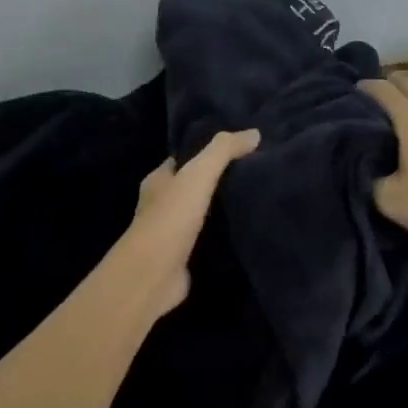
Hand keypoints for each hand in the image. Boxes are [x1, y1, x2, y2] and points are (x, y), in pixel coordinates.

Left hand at [115, 129, 259, 314]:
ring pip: (199, 214)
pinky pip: (204, 240)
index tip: (236, 149)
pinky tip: (243, 231)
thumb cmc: (171, 217)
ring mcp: (170, 233)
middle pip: (191, 186)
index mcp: (158, 180)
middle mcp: (160, 204)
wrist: (153, 274)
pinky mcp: (181, 258)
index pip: (182, 160)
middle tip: (252, 173)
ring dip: (219, 209)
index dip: (205, 152)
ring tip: (253, 199)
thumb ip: (223, 151)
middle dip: (215, 181)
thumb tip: (254, 133)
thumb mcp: (198, 174)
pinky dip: (220, 236)